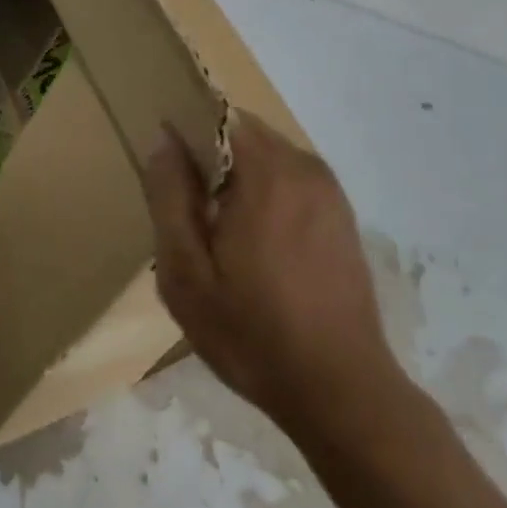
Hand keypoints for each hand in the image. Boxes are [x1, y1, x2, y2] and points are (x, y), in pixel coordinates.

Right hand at [142, 112, 404, 435]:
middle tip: (193, 215)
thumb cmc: (253, 334)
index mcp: (266, 172)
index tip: (171, 177)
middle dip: (212, 160)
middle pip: (242, 132)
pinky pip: (291, 180)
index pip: (216, 115)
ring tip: (224, 236)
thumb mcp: (186, 274)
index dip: (186, 135)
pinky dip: (267, 194)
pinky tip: (260, 249)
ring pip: (266, 155)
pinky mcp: (342, 213)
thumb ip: (169, 197)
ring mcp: (328, 189)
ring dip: (239, 178)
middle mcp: (303, 166)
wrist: (342, 392)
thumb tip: (164, 139)